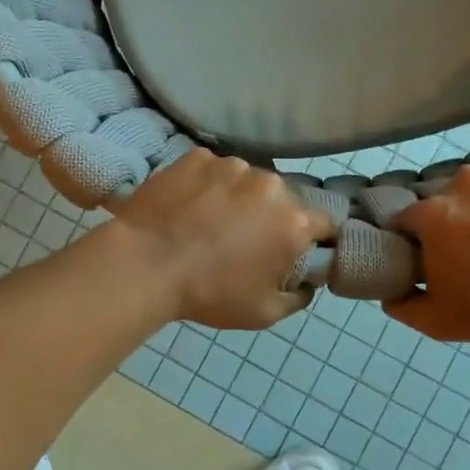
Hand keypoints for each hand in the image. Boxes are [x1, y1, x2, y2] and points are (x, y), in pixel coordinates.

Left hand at [113, 149, 334, 328]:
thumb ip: (297, 298)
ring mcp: (232, 165)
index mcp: (294, 222)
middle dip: (270, 217)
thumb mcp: (263, 313)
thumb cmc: (209, 293)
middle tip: (242, 240)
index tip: (293, 251)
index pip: (324, 223)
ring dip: (238, 198)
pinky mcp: (197, 156)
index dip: (313, 239)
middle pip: (282, 199)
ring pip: (246, 181)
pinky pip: (212, 170)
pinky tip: (186, 206)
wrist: (145, 265)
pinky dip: (206, 185)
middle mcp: (270, 185)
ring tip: (208, 221)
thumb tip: (306, 283)